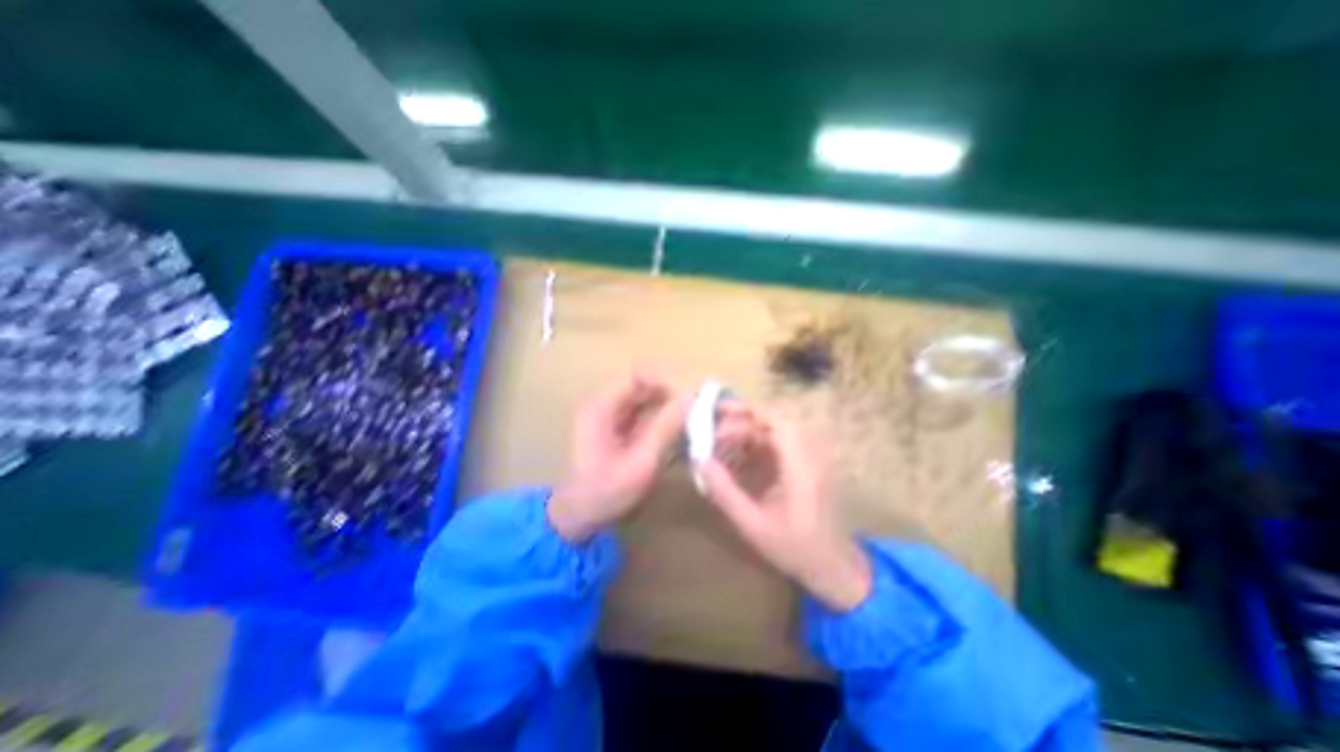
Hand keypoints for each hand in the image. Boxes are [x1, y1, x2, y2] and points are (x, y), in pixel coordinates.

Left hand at [546, 373, 688, 539]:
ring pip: (646, 395)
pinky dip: (664, 413)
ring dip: (670, 400)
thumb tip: (690, 398)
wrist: (580, 515)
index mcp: (601, 406)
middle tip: (699, 403)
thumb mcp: (640, 463)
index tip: (691, 394)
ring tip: (695, 412)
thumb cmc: (605, 493)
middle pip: (643, 382)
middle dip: (672, 389)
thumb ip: (665, 428)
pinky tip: (681, 424)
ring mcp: (611, 413)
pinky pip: (645, 409)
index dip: (666, 379)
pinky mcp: (619, 425)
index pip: (637, 375)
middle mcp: (604, 402)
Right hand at [697, 402, 873, 613]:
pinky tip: (735, 459)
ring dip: (744, 433)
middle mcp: (810, 452)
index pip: (776, 419)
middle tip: (711, 434)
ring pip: (772, 430)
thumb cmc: (795, 548)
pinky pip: (776, 444)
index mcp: (802, 465)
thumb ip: (724, 491)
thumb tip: (698, 459)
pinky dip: (753, 446)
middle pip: (772, 420)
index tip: (717, 411)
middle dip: (739, 421)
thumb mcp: (752, 524)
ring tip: (718, 446)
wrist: (834, 566)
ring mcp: (809, 456)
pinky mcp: (805, 463)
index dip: (746, 409)